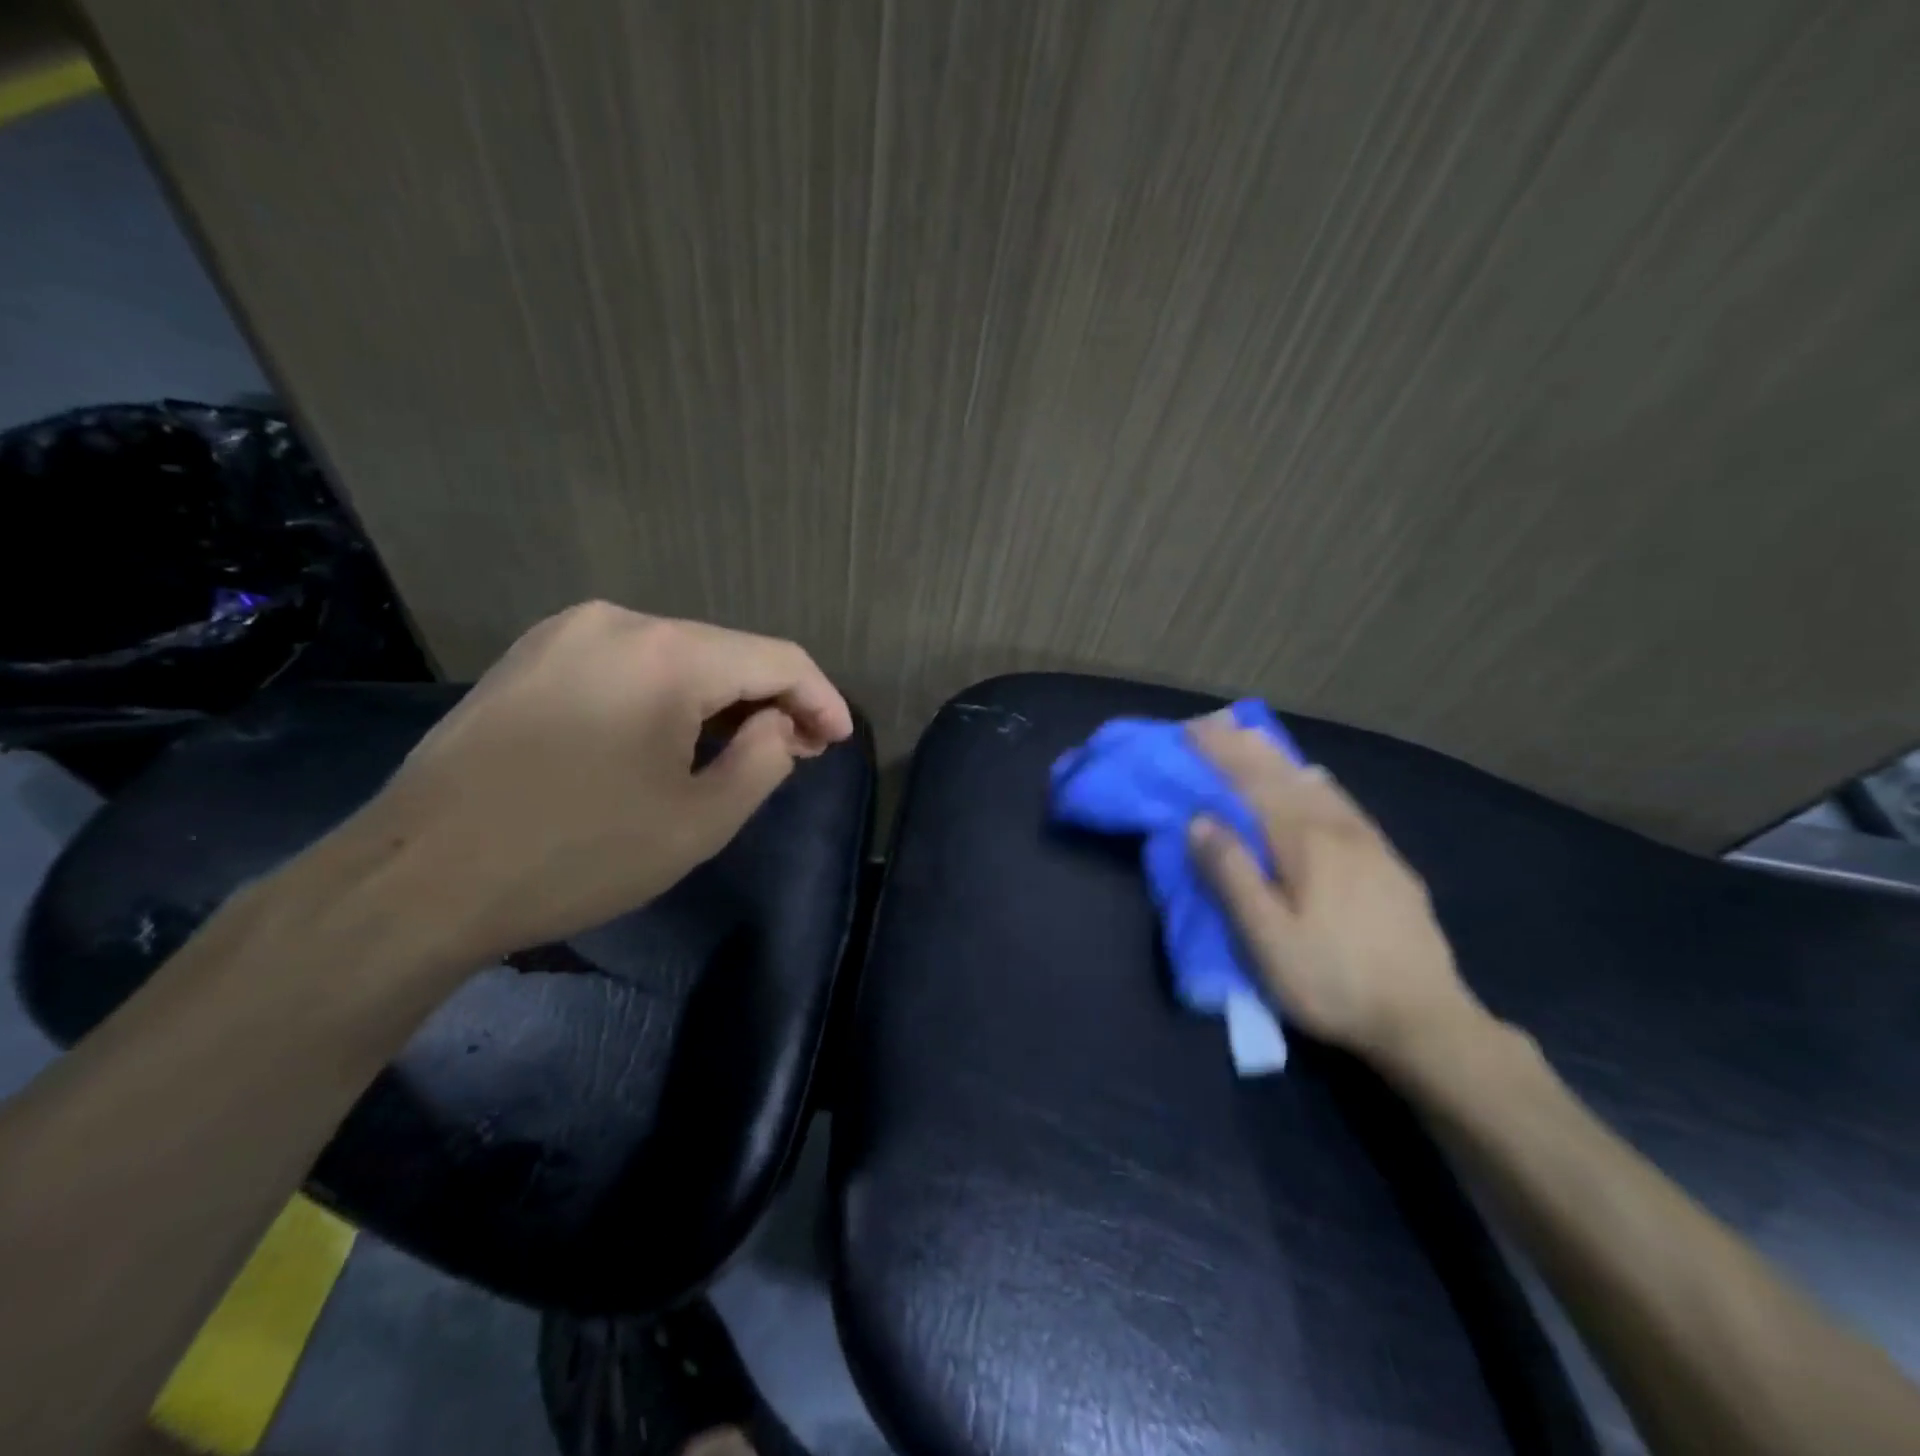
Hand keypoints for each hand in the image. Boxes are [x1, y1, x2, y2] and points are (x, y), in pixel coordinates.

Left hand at [356, 601, 852, 964]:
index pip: (776, 659)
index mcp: (665, 653)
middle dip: (771, 701)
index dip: (821, 698)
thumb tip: (779, 723)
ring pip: (675, 658)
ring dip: (720, 700)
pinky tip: (671, 739)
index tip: (840, 740)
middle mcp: (616, 622)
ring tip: (741, 750)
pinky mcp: (528, 660)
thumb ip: (766, 760)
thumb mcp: (699, 822)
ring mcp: (562, 635)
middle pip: (725, 652)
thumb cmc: (576, 854)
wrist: (415, 879)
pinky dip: (667, 698)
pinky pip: (625, 667)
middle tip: (799, 752)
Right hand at [1187, 718, 1486, 1072]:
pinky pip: (1342, 803)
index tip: (1190, 729)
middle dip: (1247, 746)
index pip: (1253, 783)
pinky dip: (1316, 781)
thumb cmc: (1332, 981)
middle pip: (1285, 775)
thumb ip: (1232, 875)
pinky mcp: (1388, 864)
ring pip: (1317, 784)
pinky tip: (1317, 780)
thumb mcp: (1267, 939)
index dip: (1221, 753)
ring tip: (1255, 738)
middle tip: (1215, 721)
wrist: (1426, 1021)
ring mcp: (1369, 844)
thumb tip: (1200, 820)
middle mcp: (1338, 830)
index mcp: (1304, 843)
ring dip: (1279, 757)